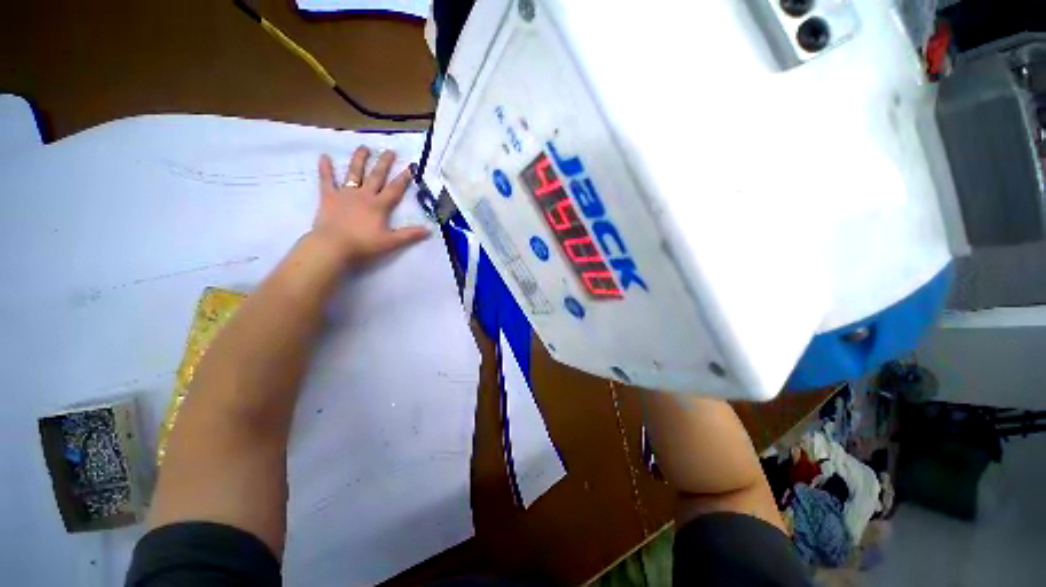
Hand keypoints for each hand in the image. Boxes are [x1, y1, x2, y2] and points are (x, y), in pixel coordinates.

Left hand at [311, 146, 429, 266]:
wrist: (333, 246)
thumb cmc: (364, 245)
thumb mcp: (391, 242)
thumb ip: (410, 235)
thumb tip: (429, 230)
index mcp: (379, 205)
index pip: (395, 189)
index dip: (404, 179)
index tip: (410, 167)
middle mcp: (364, 195)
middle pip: (376, 176)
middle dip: (384, 164)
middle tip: (390, 151)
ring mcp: (345, 194)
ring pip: (354, 173)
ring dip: (359, 160)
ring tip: (364, 147)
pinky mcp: (329, 197)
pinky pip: (326, 180)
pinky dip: (325, 168)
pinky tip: (324, 156)